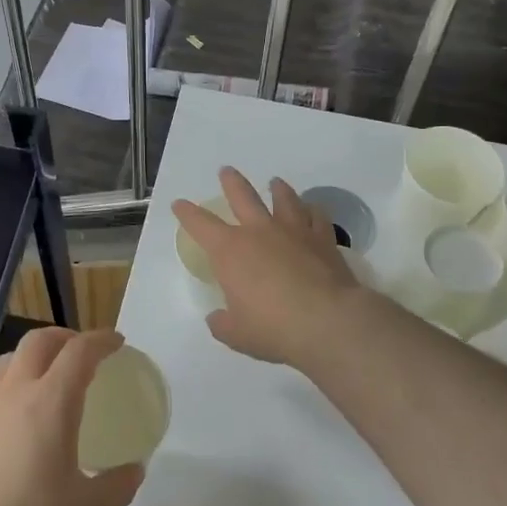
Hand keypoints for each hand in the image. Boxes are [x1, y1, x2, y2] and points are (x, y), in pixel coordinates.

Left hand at [0, 327, 142, 505]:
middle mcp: (13, 393)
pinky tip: (14, 427)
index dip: (101, 340)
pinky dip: (9, 394)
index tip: (117, 343)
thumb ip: (119, 484)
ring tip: (46, 381)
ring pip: (7, 362)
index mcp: (50, 402)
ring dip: (32, 359)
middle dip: (64, 337)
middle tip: (82, 354)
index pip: (79, 351)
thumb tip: (133, 470)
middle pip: (37, 341)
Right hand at [173, 167, 365, 368]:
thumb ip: (223, 323)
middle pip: (242, 196)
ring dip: (278, 189)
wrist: (327, 322)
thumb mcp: (236, 334)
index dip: (187, 213)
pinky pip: (317, 217)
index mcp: (230, 252)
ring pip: (284, 199)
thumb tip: (217, 318)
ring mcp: (294, 232)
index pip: (201, 225)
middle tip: (226, 171)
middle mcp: (259, 232)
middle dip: (232, 182)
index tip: (179, 204)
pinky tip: (313, 210)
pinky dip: (312, 211)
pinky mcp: (323, 240)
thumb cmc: (273, 328)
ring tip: (275, 183)